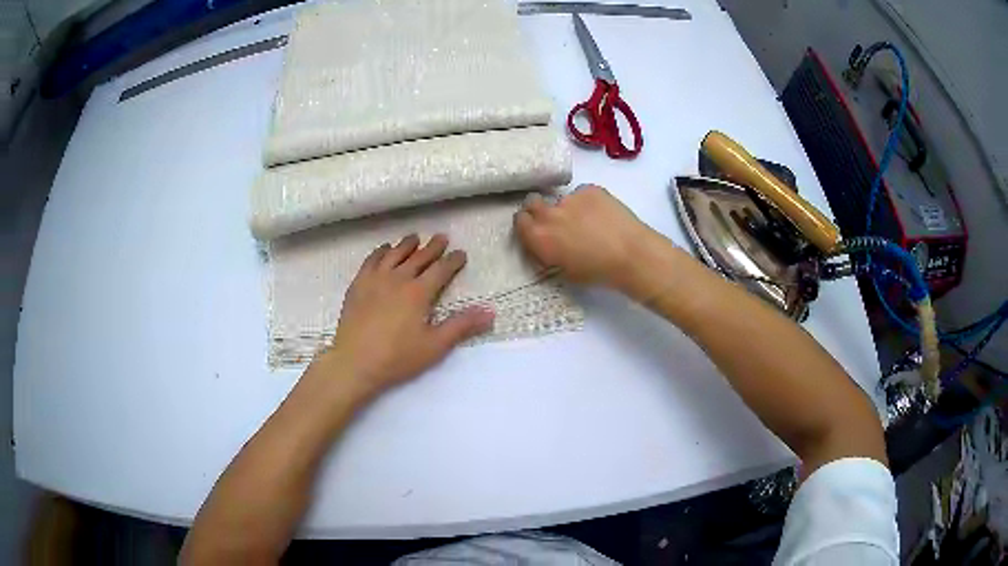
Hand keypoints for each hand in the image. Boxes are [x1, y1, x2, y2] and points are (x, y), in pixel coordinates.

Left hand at [314, 234, 494, 396]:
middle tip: (442, 237)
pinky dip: (380, 252)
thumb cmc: (397, 357)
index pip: (441, 270)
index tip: (461, 254)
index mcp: (419, 293)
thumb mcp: (435, 346)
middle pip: (419, 257)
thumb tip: (490, 311)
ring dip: (407, 245)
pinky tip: (384, 250)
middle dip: (433, 247)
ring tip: (415, 238)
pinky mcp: (358, 285)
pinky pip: (371, 260)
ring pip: (394, 254)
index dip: (453, 261)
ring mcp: (375, 279)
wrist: (354, 362)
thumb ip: (462, 326)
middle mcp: (398, 279)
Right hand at [513, 185, 656, 288]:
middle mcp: (548, 215)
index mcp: (539, 238)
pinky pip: (582, 193)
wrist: (631, 255)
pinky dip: (588, 202)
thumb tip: (547, 246)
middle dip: (539, 210)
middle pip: (533, 203)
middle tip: (557, 222)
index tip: (536, 230)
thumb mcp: (565, 272)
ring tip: (589, 221)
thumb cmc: (598, 272)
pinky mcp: (589, 189)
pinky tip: (602, 215)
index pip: (520, 221)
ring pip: (561, 200)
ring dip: (568, 209)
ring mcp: (569, 198)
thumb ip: (549, 254)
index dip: (527, 225)